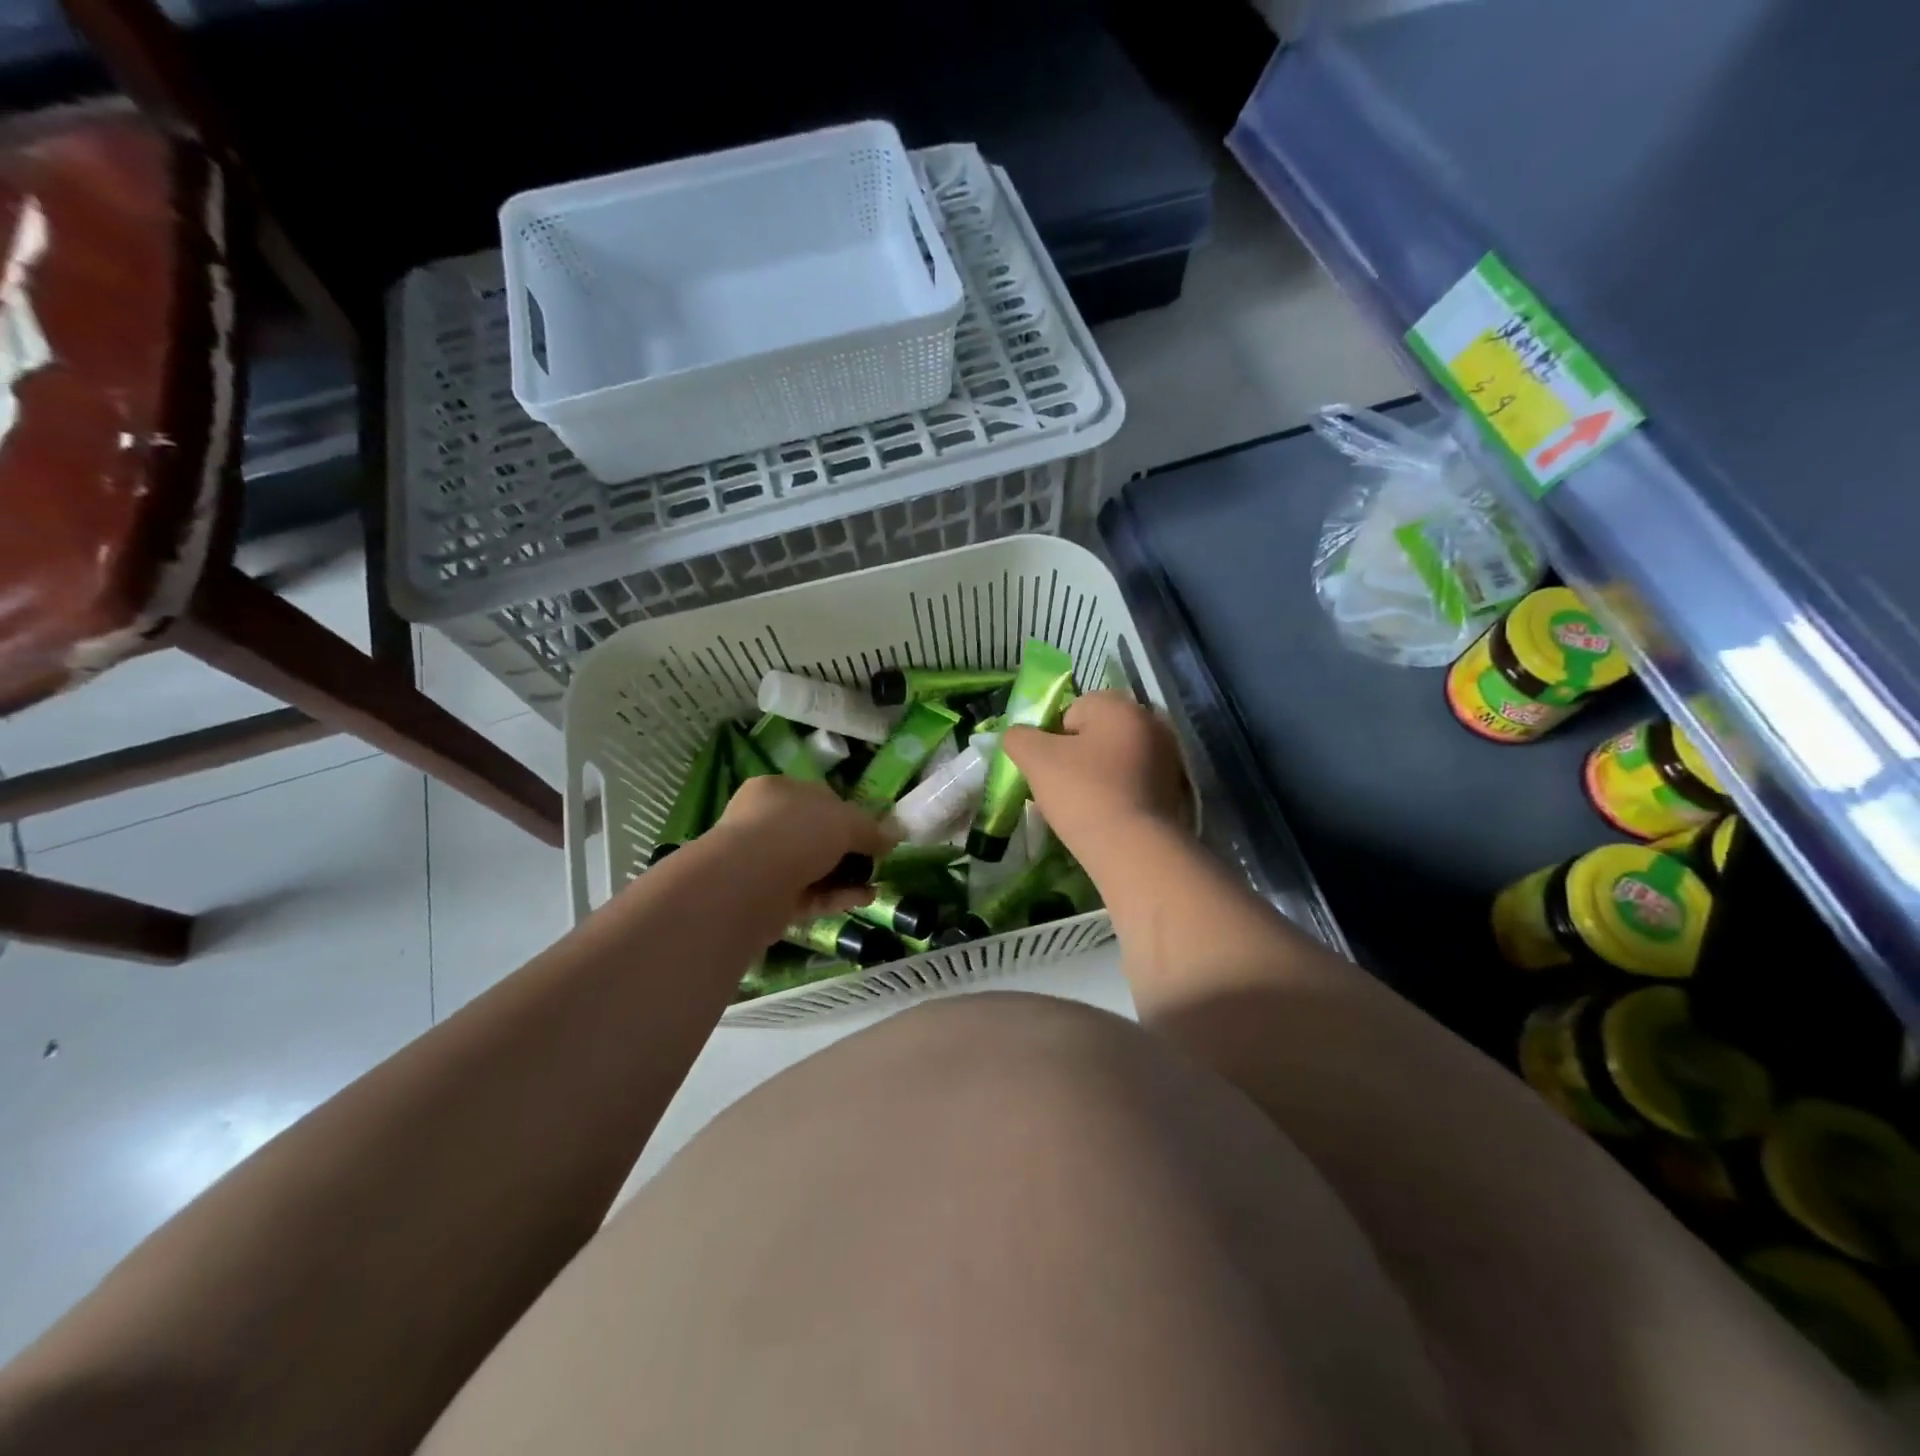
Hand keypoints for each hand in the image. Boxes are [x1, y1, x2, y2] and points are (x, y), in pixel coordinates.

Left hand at [704, 775, 895, 925]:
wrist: (747, 884)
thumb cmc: (796, 833)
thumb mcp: (846, 822)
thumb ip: (872, 829)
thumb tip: (896, 834)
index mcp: (777, 790)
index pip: (818, 797)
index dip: (849, 812)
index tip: (873, 831)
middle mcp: (764, 822)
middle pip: (815, 834)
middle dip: (847, 849)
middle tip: (875, 860)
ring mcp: (761, 862)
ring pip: (812, 866)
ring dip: (845, 875)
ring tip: (875, 883)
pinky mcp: (765, 898)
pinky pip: (808, 894)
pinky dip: (835, 896)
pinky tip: (864, 899)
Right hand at [1003, 692, 1189, 856]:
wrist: (1135, 850)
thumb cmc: (1083, 793)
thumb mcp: (1035, 759)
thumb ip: (1018, 738)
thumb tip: (1017, 736)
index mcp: (1120, 706)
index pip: (1072, 710)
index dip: (1052, 739)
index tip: (1048, 769)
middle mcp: (1151, 722)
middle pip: (1097, 734)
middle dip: (1077, 756)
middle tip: (1061, 788)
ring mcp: (1169, 756)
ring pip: (1116, 759)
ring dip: (1098, 775)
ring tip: (1083, 807)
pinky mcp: (1177, 789)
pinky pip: (1136, 783)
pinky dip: (1120, 794)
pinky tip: (1107, 816)